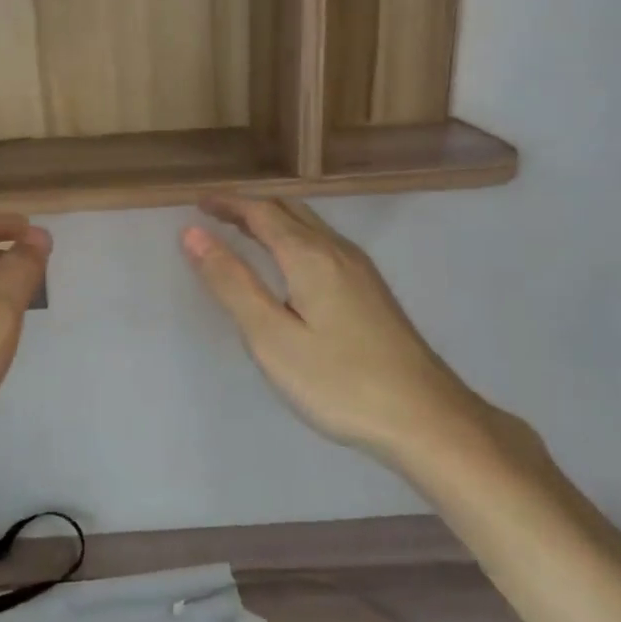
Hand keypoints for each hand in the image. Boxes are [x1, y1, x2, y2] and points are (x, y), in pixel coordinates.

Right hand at [181, 197, 533, 477]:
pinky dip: (294, 238)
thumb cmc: (339, 381)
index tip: (197, 202)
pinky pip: (323, 244)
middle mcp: (337, 250)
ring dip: (273, 220)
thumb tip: (193, 234)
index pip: (261, 212)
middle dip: (249, 206)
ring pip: (309, 226)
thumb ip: (232, 283)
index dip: (228, 203)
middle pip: (288, 210)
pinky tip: (290, 264)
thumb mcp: (271, 337)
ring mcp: (360, 270)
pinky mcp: (372, 291)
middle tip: (214, 213)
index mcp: (309, 256)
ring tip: (243, 231)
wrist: (428, 418)